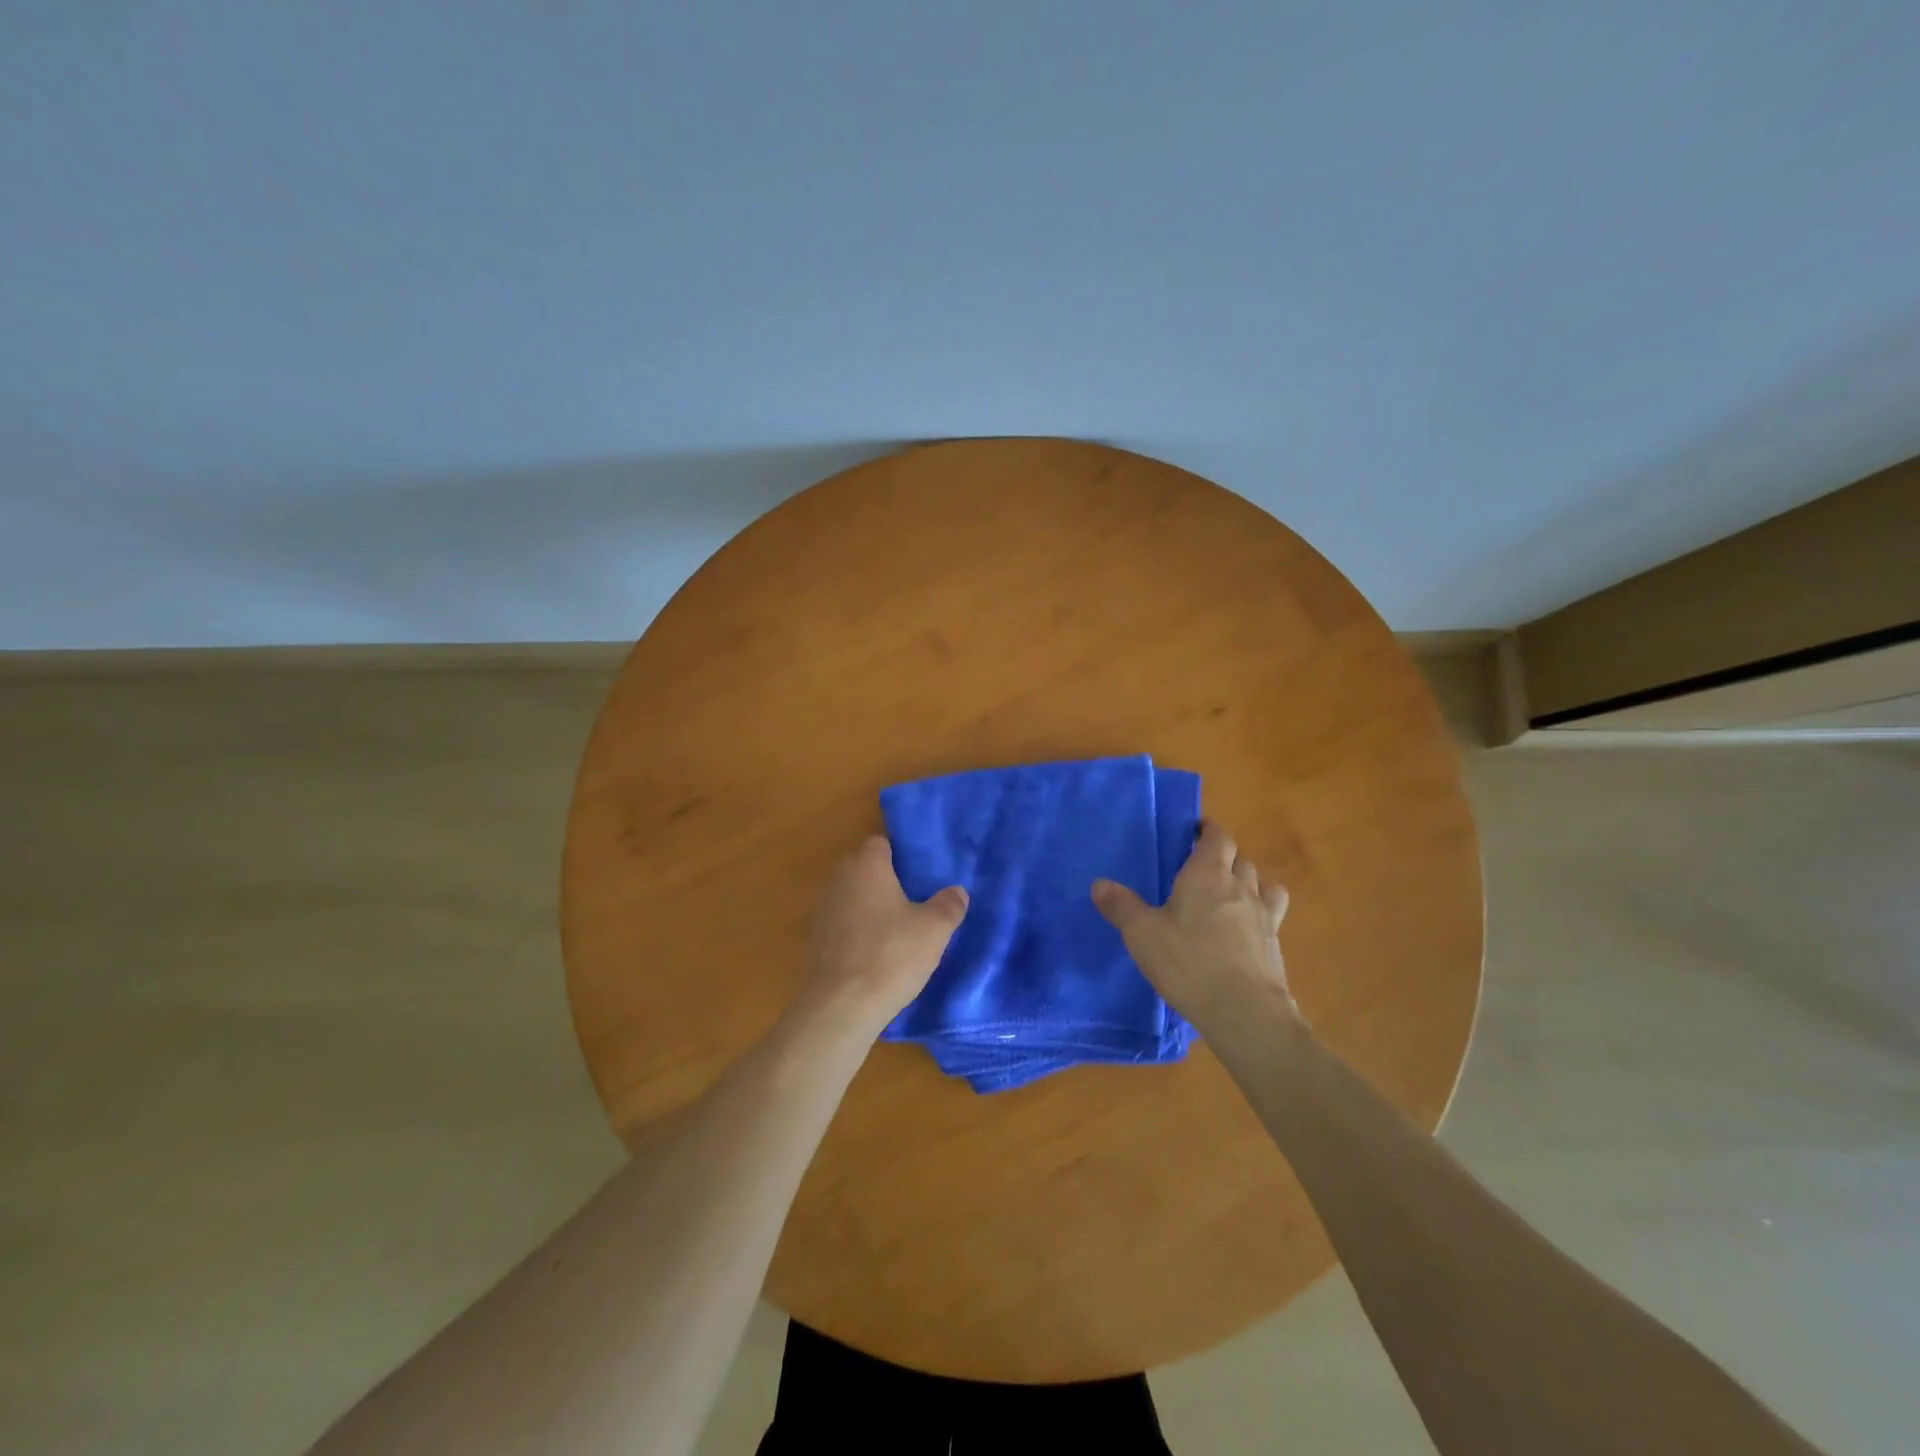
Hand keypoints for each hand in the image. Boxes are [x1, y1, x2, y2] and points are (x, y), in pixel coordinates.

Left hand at [801, 835, 967, 1027]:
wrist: (840, 1007)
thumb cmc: (891, 955)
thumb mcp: (934, 930)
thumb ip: (949, 905)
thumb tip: (957, 892)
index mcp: (866, 866)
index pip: (880, 843)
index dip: (900, 855)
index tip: (920, 874)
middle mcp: (839, 880)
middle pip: (864, 869)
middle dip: (885, 880)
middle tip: (914, 900)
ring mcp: (823, 911)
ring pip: (852, 898)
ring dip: (870, 908)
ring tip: (898, 930)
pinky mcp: (815, 941)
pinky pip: (842, 925)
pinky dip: (857, 933)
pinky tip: (876, 955)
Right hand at [1091, 820, 1295, 1031]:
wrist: (1244, 1011)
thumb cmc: (1188, 962)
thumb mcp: (1142, 934)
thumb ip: (1121, 906)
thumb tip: (1099, 884)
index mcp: (1207, 874)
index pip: (1217, 837)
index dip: (1208, 830)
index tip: (1196, 831)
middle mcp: (1240, 886)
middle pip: (1239, 858)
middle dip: (1224, 857)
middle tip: (1202, 868)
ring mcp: (1263, 915)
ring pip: (1262, 883)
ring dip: (1248, 881)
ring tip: (1230, 894)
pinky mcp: (1275, 943)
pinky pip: (1272, 913)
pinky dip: (1261, 911)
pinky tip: (1246, 929)